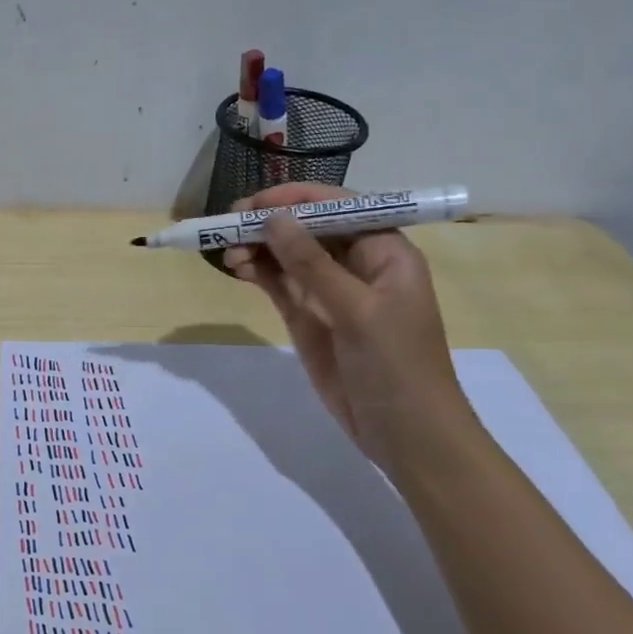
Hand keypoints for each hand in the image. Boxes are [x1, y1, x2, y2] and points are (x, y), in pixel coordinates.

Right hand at [223, 184, 470, 469]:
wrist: (405, 434)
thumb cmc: (397, 366)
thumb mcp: (357, 310)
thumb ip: (311, 264)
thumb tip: (272, 219)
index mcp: (385, 252)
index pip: (338, 207)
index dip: (296, 199)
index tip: (254, 203)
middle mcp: (357, 264)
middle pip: (308, 228)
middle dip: (270, 222)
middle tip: (228, 224)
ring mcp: (330, 292)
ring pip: (288, 255)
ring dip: (258, 247)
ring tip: (227, 251)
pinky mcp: (309, 318)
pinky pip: (280, 284)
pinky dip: (258, 273)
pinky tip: (237, 267)